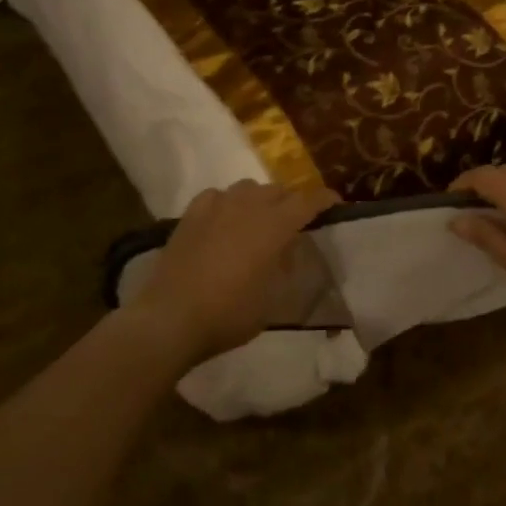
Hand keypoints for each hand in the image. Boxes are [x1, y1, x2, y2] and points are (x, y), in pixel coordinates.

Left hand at [127, 180, 340, 362]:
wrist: (171, 318)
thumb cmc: (229, 314)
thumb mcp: (272, 299)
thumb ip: (283, 268)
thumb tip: (285, 252)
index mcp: (274, 226)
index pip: (307, 201)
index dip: (324, 199)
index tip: (334, 202)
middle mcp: (248, 206)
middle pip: (278, 191)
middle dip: (291, 202)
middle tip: (294, 222)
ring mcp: (217, 206)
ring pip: (247, 187)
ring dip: (259, 199)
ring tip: (258, 219)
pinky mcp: (191, 214)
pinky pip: (217, 195)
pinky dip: (227, 202)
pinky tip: (224, 219)